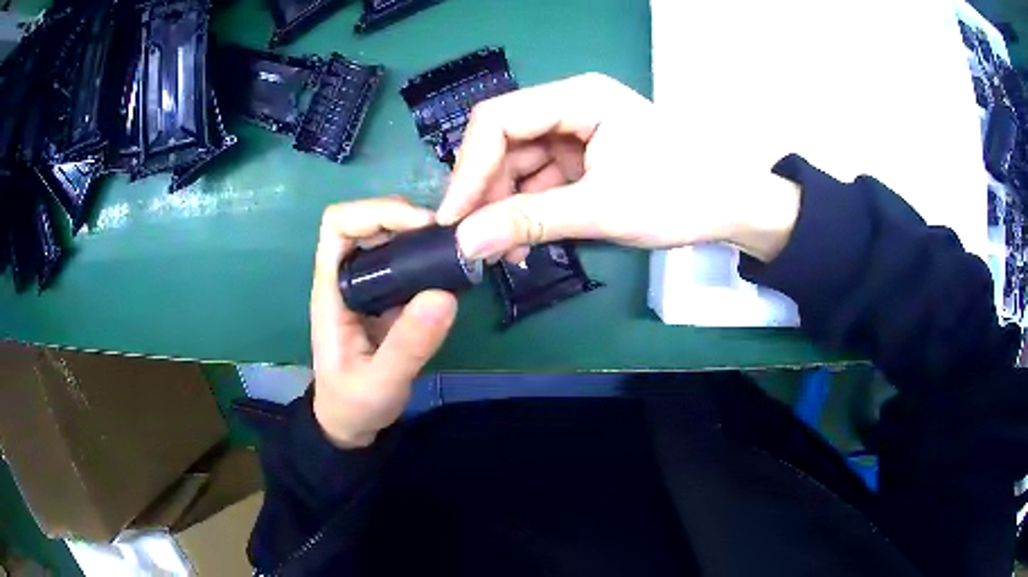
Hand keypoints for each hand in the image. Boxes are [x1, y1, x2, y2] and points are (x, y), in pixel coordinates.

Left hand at [311, 199, 457, 447]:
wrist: (350, 423)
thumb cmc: (354, 403)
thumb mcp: (380, 383)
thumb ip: (407, 346)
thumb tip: (445, 295)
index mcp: (331, 289)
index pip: (338, 225)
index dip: (377, 212)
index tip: (420, 226)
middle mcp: (346, 277)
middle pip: (367, 220)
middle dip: (406, 215)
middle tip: (449, 235)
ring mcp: (368, 285)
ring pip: (388, 236)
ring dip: (420, 232)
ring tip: (457, 246)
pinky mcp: (388, 296)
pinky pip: (406, 260)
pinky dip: (429, 254)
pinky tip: (455, 266)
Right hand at [438, 73, 800, 262]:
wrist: (732, 207)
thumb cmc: (680, 195)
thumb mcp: (602, 208)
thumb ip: (530, 222)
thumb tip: (465, 243)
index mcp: (578, 97)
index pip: (499, 120)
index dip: (468, 168)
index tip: (453, 218)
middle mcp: (571, 107)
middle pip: (505, 143)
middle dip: (487, 194)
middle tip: (475, 243)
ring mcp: (577, 133)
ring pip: (519, 167)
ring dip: (506, 209)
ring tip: (502, 253)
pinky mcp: (584, 159)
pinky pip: (540, 182)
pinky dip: (528, 213)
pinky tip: (523, 243)